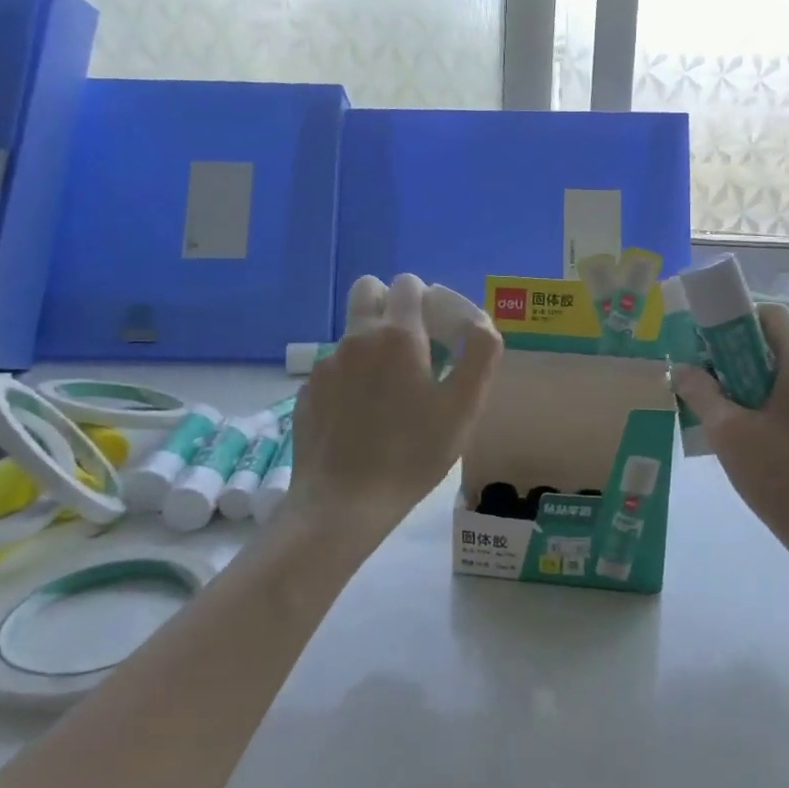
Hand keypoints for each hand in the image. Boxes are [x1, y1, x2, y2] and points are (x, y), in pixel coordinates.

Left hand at [287, 274, 502, 539]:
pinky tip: (363, 417)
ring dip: (373, 344)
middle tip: (413, 344)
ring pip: (352, 332)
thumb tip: (481, 322)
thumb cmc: (412, 454)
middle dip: (391, 304)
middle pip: (368, 289)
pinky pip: (335, 367)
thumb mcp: (463, 407)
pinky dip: (352, 377)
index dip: (429, 299)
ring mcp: (326, 365)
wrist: (343, 504)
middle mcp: (356, 339)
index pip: (408, 284)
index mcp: (397, 335)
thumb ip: (480, 354)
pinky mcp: (308, 392)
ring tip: (391, 392)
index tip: (440, 333)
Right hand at [672, 304, 788, 566]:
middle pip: (772, 345)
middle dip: (732, 357)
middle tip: (701, 381)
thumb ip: (701, 394)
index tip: (704, 344)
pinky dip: (763, 406)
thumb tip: (682, 369)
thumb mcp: (729, 433)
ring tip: (715, 412)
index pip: (769, 314)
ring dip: (745, 385)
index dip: (733, 320)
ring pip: (779, 376)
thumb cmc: (783, 476)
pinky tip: (741, 438)